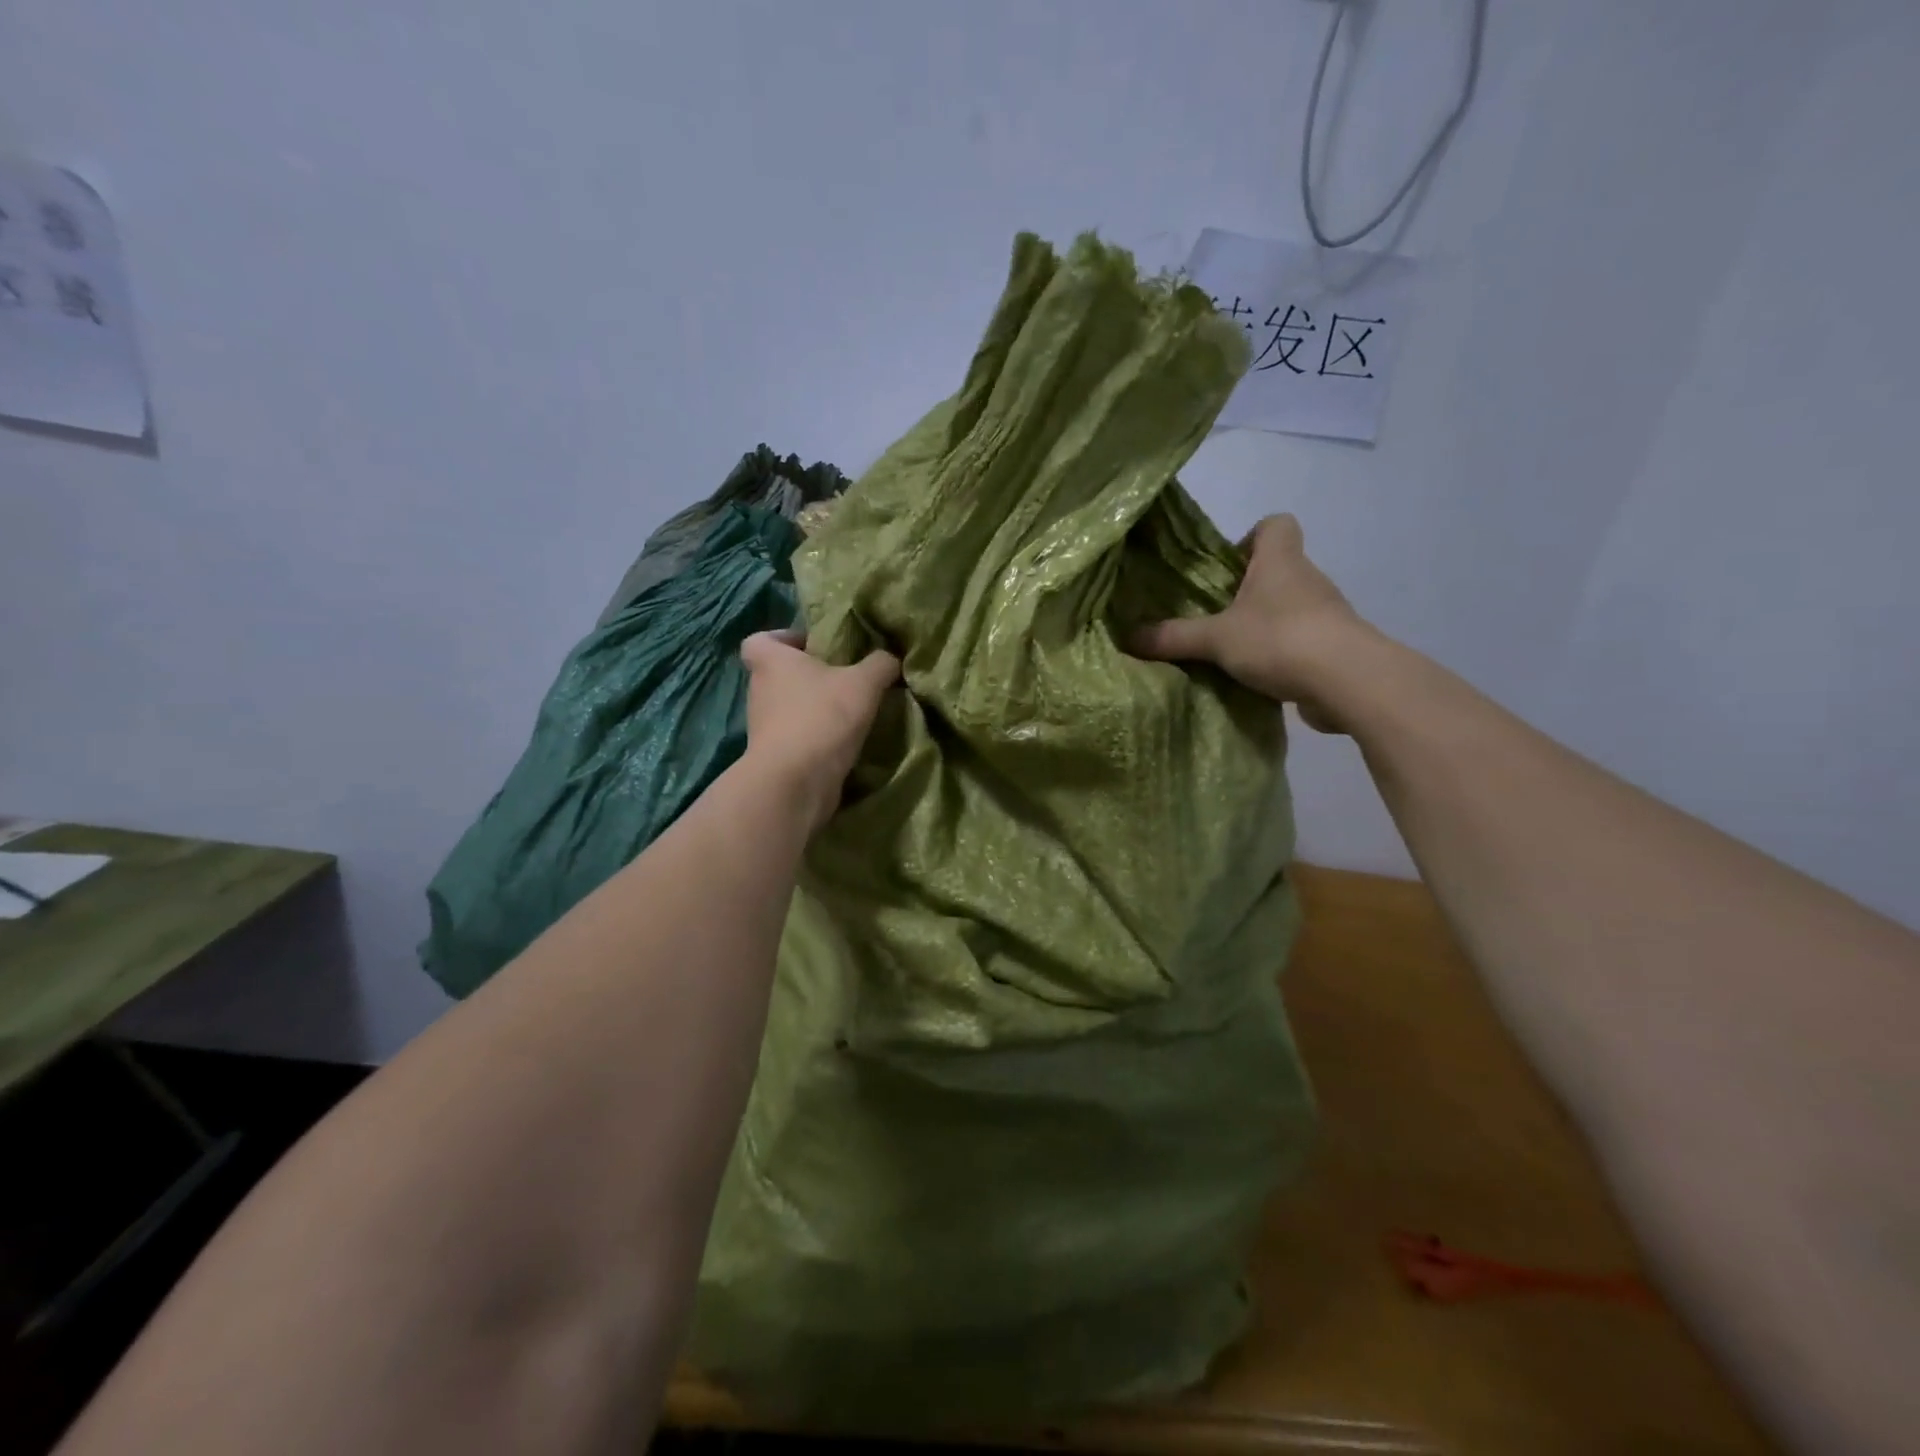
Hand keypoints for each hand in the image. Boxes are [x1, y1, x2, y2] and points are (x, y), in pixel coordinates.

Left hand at [740, 630, 900, 831]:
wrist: (796, 782)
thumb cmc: (823, 717)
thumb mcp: (864, 682)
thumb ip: (880, 664)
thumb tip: (890, 658)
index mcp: (771, 661)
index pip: (759, 639)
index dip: (784, 639)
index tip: (813, 646)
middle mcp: (759, 690)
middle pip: (779, 674)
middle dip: (808, 676)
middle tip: (844, 678)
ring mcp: (763, 726)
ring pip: (789, 707)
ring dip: (814, 708)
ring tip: (850, 711)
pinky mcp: (774, 756)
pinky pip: (796, 736)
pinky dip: (816, 737)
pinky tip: (845, 740)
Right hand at [1130, 514, 1367, 731]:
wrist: (1349, 682)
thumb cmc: (1280, 639)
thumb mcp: (1215, 639)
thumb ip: (1173, 637)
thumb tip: (1128, 638)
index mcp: (1280, 561)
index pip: (1275, 524)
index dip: (1250, 537)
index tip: (1226, 567)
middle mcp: (1307, 579)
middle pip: (1278, 569)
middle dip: (1247, 590)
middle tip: (1214, 616)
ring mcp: (1325, 614)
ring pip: (1289, 607)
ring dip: (1263, 624)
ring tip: (1230, 651)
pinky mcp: (1333, 648)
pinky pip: (1300, 641)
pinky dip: (1280, 654)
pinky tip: (1256, 677)